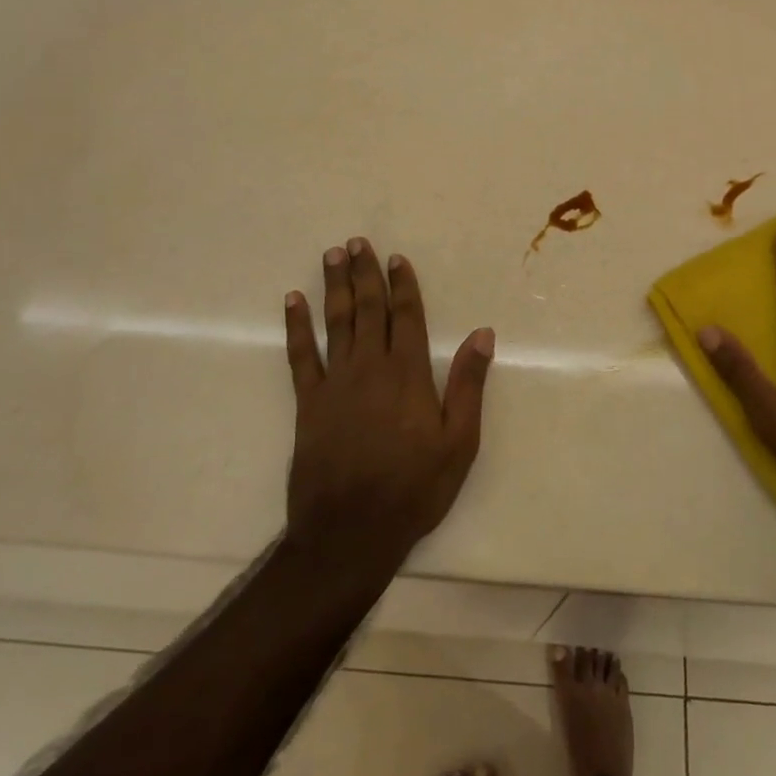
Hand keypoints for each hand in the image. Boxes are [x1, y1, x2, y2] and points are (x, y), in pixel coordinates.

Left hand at [283, 238, 494, 565]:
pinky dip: (296, 326)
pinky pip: (300, 355)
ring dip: (335, 287)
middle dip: (365, 274)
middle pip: (369, 310)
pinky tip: (292, 302)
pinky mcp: (308, 403)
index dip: (402, 285)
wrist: (350, 532)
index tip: (396, 258)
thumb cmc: (414, 489)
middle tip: (357, 242)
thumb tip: (482, 334)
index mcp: (408, 374)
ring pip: (336, 322)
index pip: (406, 316)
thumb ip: (468, 385)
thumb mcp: (459, 443)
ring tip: (332, 256)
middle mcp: (370, 368)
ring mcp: (335, 383)